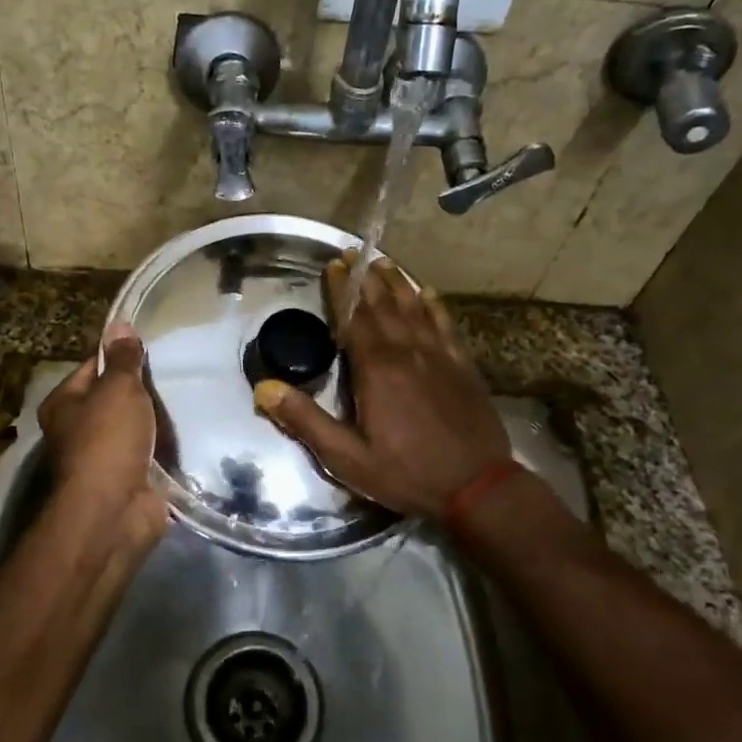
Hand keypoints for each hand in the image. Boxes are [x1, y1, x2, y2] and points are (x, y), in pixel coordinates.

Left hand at [37, 324, 168, 556]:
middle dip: (142, 392)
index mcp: (64, 404)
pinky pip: (148, 456)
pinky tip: (186, 436)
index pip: (93, 368)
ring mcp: (101, 459)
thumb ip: (124, 358)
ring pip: (133, 429)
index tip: (151, 351)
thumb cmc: (108, 439)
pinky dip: (163, 450)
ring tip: (185, 402)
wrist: (114, 511)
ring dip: (154, 422)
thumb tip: (119, 323)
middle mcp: (76, 431)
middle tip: (175, 377)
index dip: (120, 357)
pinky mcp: (126, 481)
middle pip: (113, 400)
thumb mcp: (119, 388)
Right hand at [253, 254, 512, 520]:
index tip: (333, 265)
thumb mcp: (346, 457)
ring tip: (385, 262)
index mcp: (377, 369)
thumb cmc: (406, 473)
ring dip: (398, 283)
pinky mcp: (462, 366)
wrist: (478, 487)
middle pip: (384, 305)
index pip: (354, 318)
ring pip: (415, 308)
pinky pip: (445, 325)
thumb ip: (305, 420)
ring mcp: (439, 356)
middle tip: (354, 254)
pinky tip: (428, 292)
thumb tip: (264, 388)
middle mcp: (408, 352)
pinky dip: (434, 305)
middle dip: (366, 278)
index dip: (342, 290)